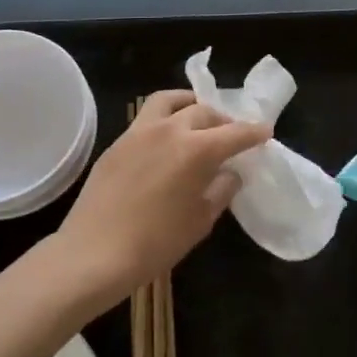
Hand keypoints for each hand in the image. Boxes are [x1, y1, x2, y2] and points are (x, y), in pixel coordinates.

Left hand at [52, 91, 268, 312]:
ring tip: (197, 117)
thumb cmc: (155, 244)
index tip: (265, 132)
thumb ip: (221, 190)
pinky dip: (165, 119)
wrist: (92, 255)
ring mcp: (140, 132)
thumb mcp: (200, 221)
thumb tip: (230, 173)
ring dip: (190, 104)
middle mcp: (171, 130)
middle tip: (231, 135)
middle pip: (204, 112)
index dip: (253, 132)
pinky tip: (166, 140)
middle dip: (223, 121)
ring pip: (170, 101)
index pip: (235, 133)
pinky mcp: (117, 143)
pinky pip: (147, 118)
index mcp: (197, 149)